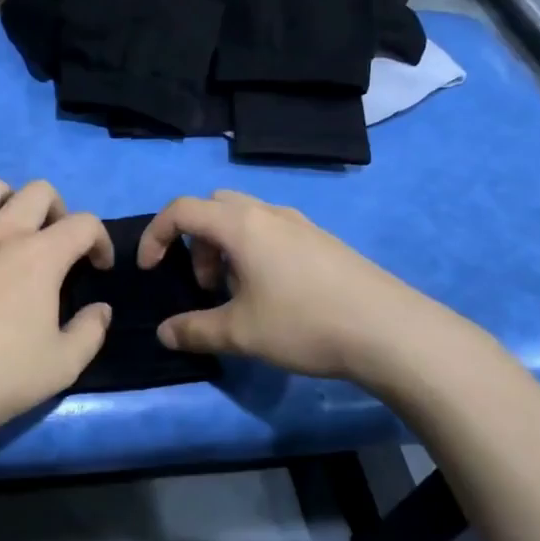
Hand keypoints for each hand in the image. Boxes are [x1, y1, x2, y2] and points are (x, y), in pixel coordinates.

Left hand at [0, 176, 114, 446]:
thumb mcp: (62, 366)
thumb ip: (90, 332)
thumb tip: (101, 309)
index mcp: (39, 256)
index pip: (84, 224)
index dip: (100, 241)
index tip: (97, 267)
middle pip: (39, 192)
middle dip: (58, 211)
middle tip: (55, 244)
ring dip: (9, 201)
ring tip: (8, 230)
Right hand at [137, 190, 491, 394]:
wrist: (390, 331)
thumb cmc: (304, 324)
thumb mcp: (240, 333)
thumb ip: (194, 330)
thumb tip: (164, 333)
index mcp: (240, 225)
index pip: (181, 209)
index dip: (155, 235)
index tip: (149, 269)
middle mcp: (267, 213)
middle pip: (214, 207)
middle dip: (195, 240)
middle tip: (204, 283)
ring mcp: (300, 224)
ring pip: (245, 219)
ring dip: (226, 247)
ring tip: (238, 294)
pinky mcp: (323, 241)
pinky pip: (273, 232)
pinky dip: (255, 252)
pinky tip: (274, 295)